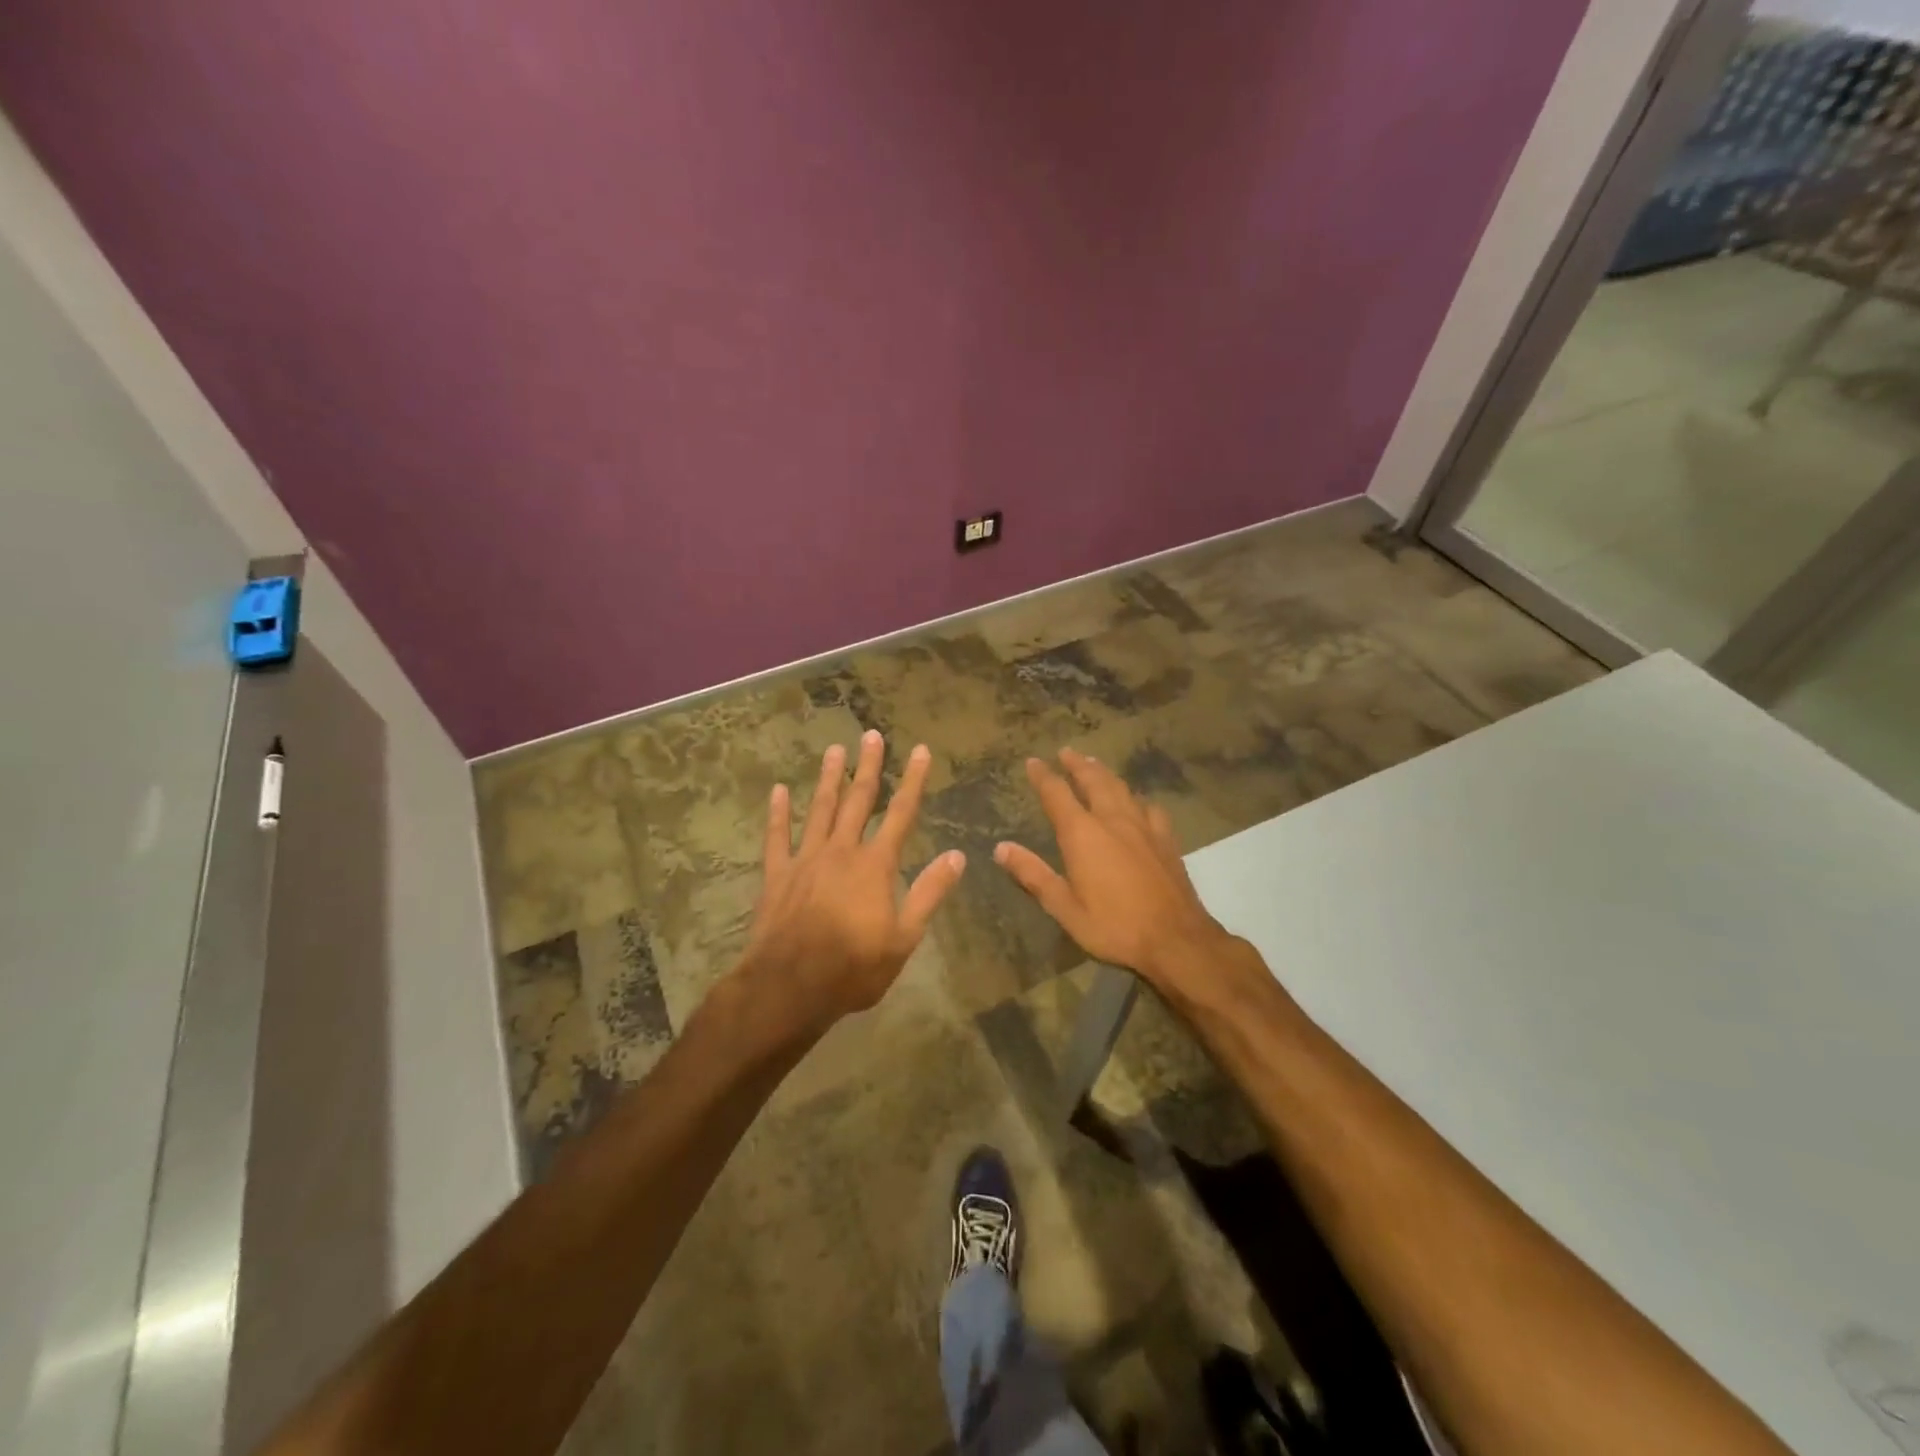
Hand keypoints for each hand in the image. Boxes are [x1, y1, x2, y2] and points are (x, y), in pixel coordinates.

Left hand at [741, 730, 965, 1034]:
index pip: (901, 814)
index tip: (920, 750)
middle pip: (858, 801)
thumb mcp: (904, 938)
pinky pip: (777, 837)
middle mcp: (841, 851)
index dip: (913, 781)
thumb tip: (957, 856)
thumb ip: (929, 893)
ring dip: (829, 779)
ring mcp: (806, 859)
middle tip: (871, 735)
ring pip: (820, 809)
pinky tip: (779, 790)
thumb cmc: (853, 968)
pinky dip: (778, 813)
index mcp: (875, 865)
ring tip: (835, 750)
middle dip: (869, 767)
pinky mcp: (777, 874)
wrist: (790, 986)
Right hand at [995, 748, 1240, 999]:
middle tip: (1066, 752)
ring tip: (1095, 765)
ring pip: (1121, 788)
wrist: (1176, 939)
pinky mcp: (1166, 839)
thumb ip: (1033, 875)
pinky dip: (1136, 797)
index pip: (1057, 794)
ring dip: (1104, 773)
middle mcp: (1113, 820)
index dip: (1043, 776)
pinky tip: (1138, 801)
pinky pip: (1149, 807)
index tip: (1033, 762)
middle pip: (1093, 781)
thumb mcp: (1064, 907)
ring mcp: (1144, 827)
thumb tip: (1001, 848)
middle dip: (1077, 765)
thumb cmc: (1114, 926)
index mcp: (1083, 834)